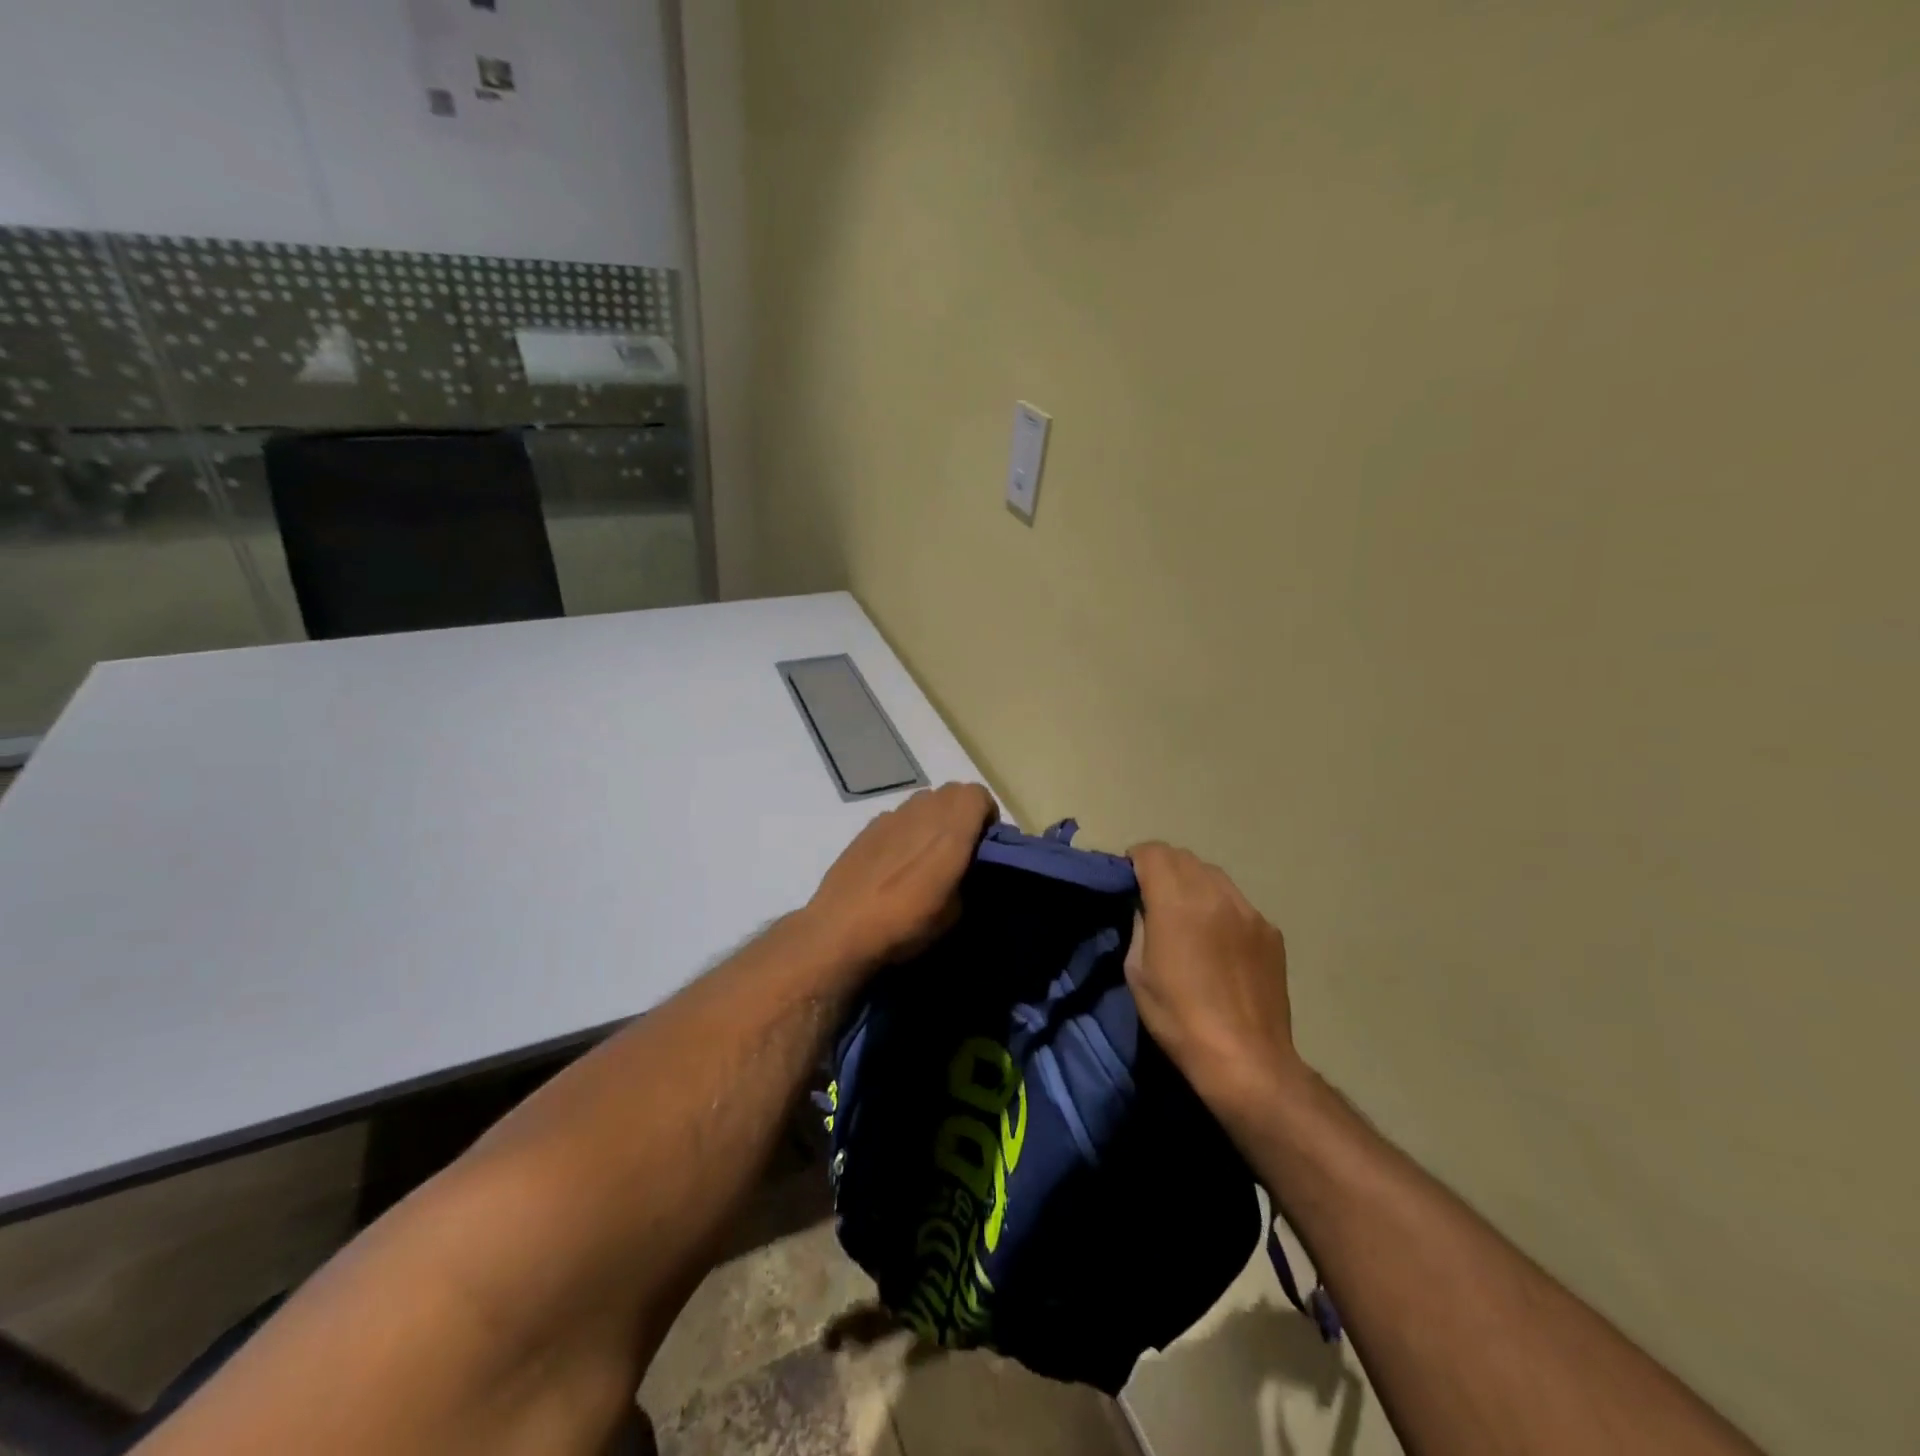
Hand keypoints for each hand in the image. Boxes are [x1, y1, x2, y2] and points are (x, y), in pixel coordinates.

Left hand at [803, 782, 997, 973]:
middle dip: (961, 813)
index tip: (984, 843)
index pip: (978, 794)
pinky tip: (896, 863)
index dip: (986, 814)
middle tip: (960, 847)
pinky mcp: (867, 827)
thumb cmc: (907, 922)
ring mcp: (891, 816)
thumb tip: (964, 869)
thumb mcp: (956, 912)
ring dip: (933, 818)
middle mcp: (922, 812)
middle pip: (951, 793)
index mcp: (950, 829)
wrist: (842, 928)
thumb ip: (967, 878)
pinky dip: (906, 830)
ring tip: (926, 854)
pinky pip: (897, 817)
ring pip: (923, 802)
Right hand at [1127, 843, 1304, 1110]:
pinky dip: (1219, 906)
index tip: (1128, 880)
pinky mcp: (1270, 931)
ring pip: (1213, 875)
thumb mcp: (1137, 971)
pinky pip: (1237, 902)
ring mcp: (1248, 911)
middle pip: (1183, 857)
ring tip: (1186, 915)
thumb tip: (1144, 906)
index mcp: (1177, 902)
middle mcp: (1215, 894)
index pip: (1153, 851)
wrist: (1246, 1058)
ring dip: (1192, 882)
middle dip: (1162, 867)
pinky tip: (1217, 940)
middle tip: (1151, 896)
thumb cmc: (1178, 1018)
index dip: (1135, 859)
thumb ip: (1139, 924)